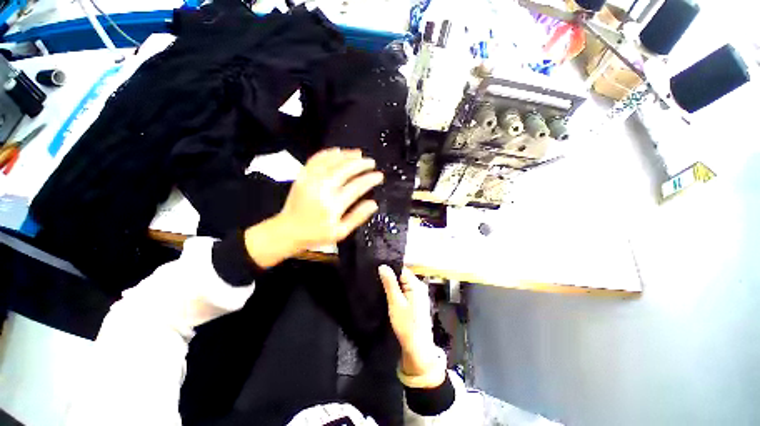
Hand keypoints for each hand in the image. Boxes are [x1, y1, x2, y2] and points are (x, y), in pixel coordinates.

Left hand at [281, 148, 382, 250]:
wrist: (288, 231)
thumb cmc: (316, 234)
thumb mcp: (340, 232)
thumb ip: (358, 217)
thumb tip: (373, 204)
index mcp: (333, 205)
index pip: (356, 187)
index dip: (369, 179)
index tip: (379, 175)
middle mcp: (322, 189)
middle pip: (344, 169)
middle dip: (360, 164)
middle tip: (371, 162)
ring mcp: (310, 180)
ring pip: (331, 161)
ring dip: (346, 155)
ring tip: (358, 153)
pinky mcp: (302, 176)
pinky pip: (316, 159)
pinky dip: (328, 153)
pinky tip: (337, 151)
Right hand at [379, 265, 442, 384]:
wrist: (417, 348)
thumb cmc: (406, 325)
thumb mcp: (395, 303)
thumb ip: (390, 283)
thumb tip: (383, 266)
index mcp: (416, 284)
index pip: (401, 269)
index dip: (389, 269)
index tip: (377, 270)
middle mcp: (419, 287)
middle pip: (402, 276)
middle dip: (390, 277)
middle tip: (376, 279)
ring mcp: (419, 295)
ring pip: (403, 284)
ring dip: (393, 285)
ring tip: (380, 286)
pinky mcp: (416, 302)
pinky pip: (405, 291)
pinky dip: (397, 292)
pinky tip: (389, 296)